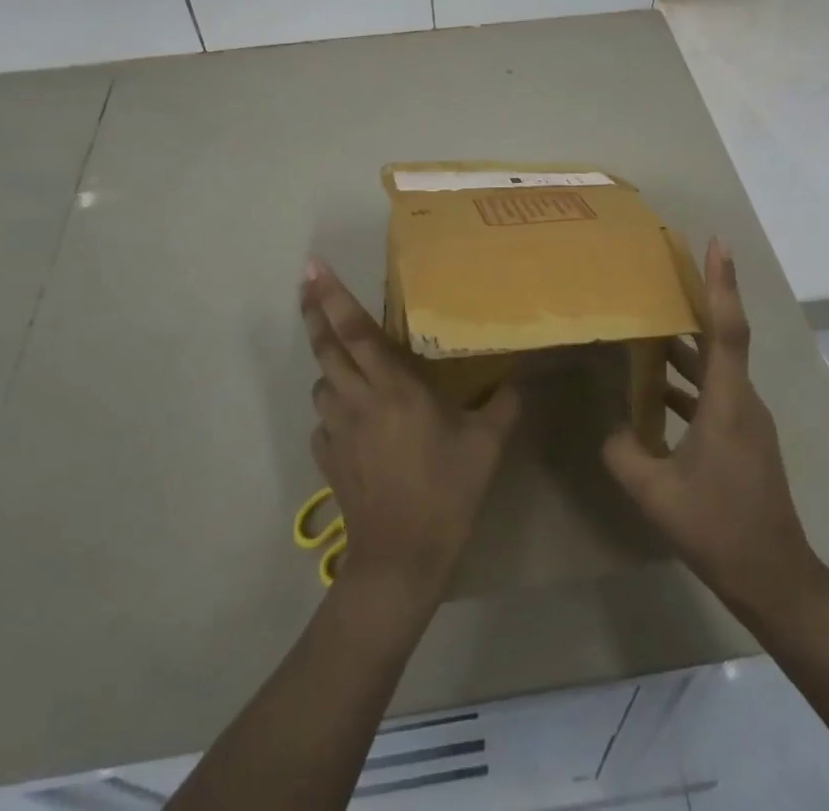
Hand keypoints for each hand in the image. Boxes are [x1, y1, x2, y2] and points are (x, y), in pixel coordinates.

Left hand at [302, 259, 519, 605]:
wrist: (399, 561)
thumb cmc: (445, 493)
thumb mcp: (486, 445)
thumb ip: (504, 403)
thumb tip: (522, 376)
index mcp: (392, 388)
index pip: (355, 332)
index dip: (332, 297)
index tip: (312, 267)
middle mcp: (356, 399)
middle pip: (325, 347)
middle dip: (312, 312)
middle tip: (305, 282)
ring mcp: (335, 430)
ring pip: (321, 382)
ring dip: (328, 365)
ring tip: (345, 361)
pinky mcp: (326, 458)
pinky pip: (324, 418)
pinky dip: (333, 407)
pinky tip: (352, 418)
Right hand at [602, 240, 818, 619]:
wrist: (776, 579)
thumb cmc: (719, 528)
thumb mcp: (656, 494)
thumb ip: (624, 453)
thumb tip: (614, 429)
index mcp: (728, 403)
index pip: (727, 329)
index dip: (722, 283)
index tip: (718, 243)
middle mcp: (742, 401)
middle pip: (720, 339)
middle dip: (696, 302)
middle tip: (664, 273)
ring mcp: (746, 420)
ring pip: (714, 368)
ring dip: (684, 347)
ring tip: (647, 327)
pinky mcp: (743, 438)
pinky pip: (713, 393)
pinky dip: (686, 382)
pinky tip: (654, 392)